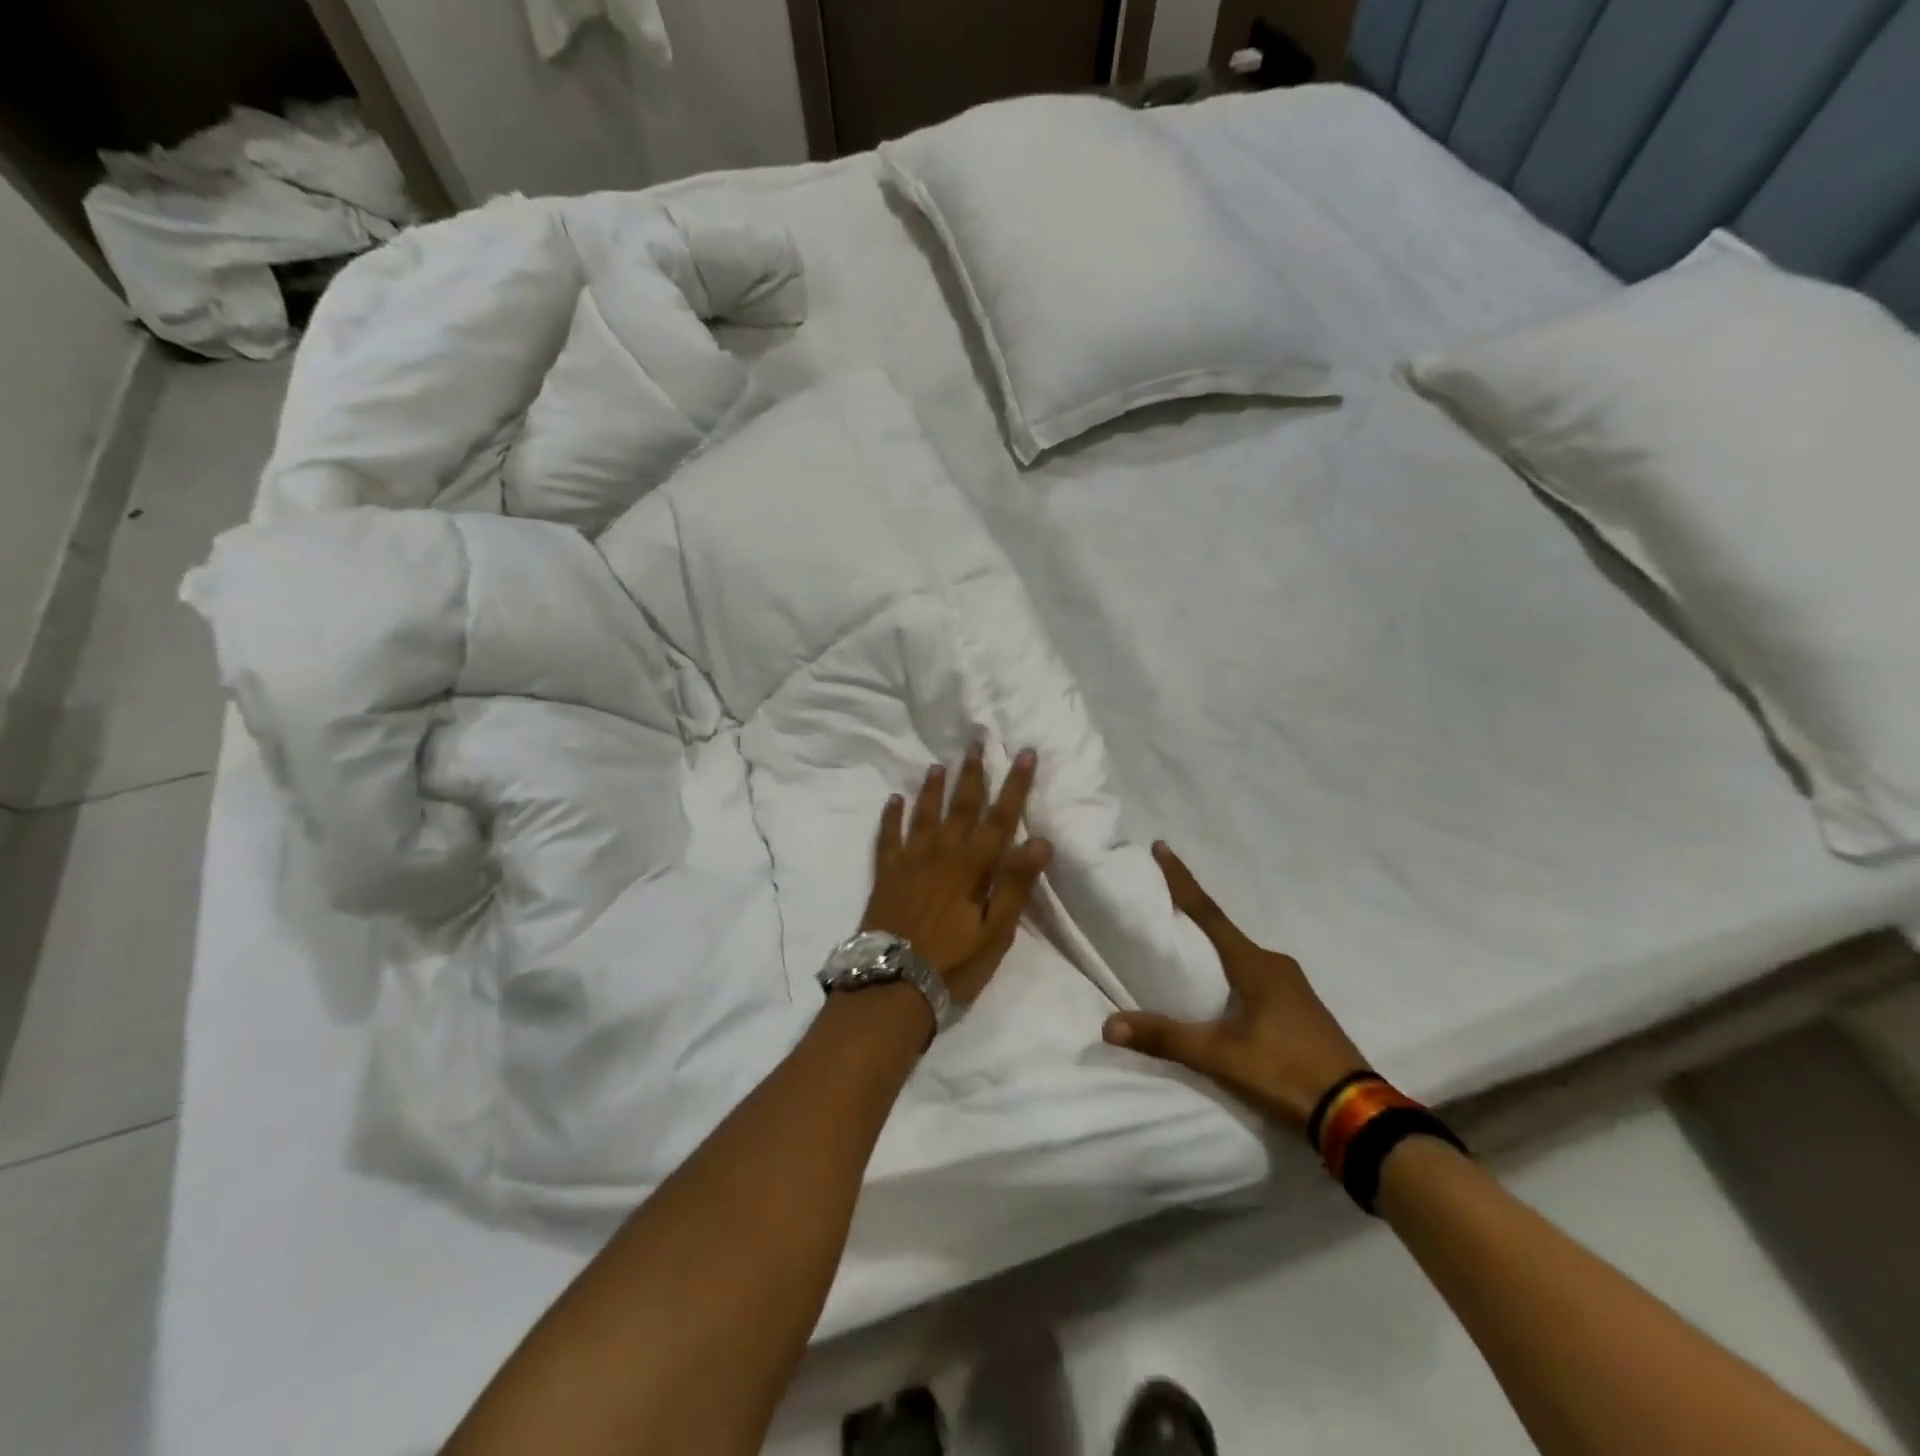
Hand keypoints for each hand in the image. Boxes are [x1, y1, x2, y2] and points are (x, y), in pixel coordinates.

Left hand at [862, 744, 1053, 1006]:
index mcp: (973, 867)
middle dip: (973, 773)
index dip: (1015, 785)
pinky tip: (894, 799)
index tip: (1024, 754)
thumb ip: (1015, 885)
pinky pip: (888, 837)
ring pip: (924, 814)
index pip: (1000, 818)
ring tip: (938, 765)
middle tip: (976, 741)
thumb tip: (1040, 840)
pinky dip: (891, 817)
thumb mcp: (995, 932)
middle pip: (961, 806)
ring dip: (933, 788)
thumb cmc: (953, 963)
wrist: (893, 984)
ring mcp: (910, 861)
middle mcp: (942, 854)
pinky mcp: (886, 874)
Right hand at [1102, 843, 1370, 1135]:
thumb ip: (1166, 1038)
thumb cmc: (1285, 1071)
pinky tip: (1221, 991)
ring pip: (1241, 956)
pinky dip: (1232, 971)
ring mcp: (1293, 986)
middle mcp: (1274, 964)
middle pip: (1224, 932)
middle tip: (1162, 905)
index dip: (1181, 880)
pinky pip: (1256, 975)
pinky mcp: (1300, 1008)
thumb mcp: (1220, 1056)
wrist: (1356, 1113)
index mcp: (1254, 964)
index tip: (1162, 847)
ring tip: (1185, 950)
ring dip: (1214, 947)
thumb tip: (1108, 1026)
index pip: (1208, 912)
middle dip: (1194, 917)